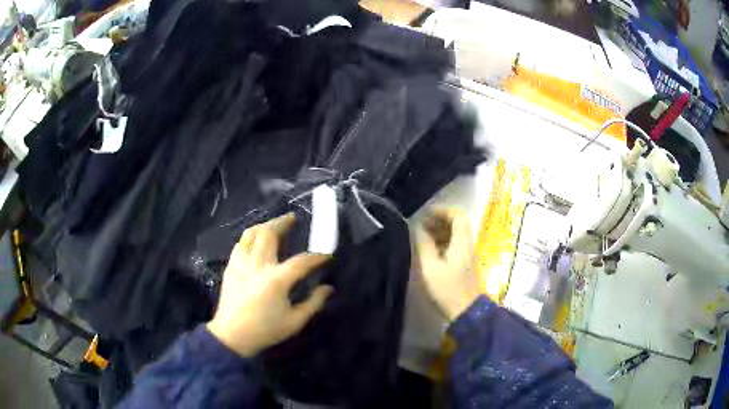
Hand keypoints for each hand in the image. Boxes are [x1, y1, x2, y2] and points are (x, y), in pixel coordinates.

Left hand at [207, 213, 332, 356]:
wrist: (232, 335)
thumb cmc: (265, 330)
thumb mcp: (295, 321)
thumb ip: (314, 303)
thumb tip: (328, 288)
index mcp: (276, 280)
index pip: (301, 261)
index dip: (317, 256)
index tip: (326, 254)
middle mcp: (257, 265)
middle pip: (269, 233)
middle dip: (283, 222)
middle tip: (293, 218)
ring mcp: (241, 263)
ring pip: (251, 233)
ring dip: (265, 225)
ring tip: (275, 225)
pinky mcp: (231, 267)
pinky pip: (241, 243)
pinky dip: (251, 237)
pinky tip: (256, 241)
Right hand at [416, 207, 478, 320]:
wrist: (465, 311)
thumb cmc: (448, 289)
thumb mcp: (431, 267)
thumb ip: (424, 245)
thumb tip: (418, 228)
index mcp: (461, 242)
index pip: (458, 215)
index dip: (442, 210)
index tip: (425, 214)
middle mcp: (467, 244)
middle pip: (457, 222)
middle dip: (439, 220)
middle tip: (421, 225)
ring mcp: (467, 253)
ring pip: (455, 233)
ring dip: (439, 231)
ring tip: (422, 236)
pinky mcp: (464, 262)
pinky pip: (454, 244)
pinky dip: (442, 241)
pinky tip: (429, 249)